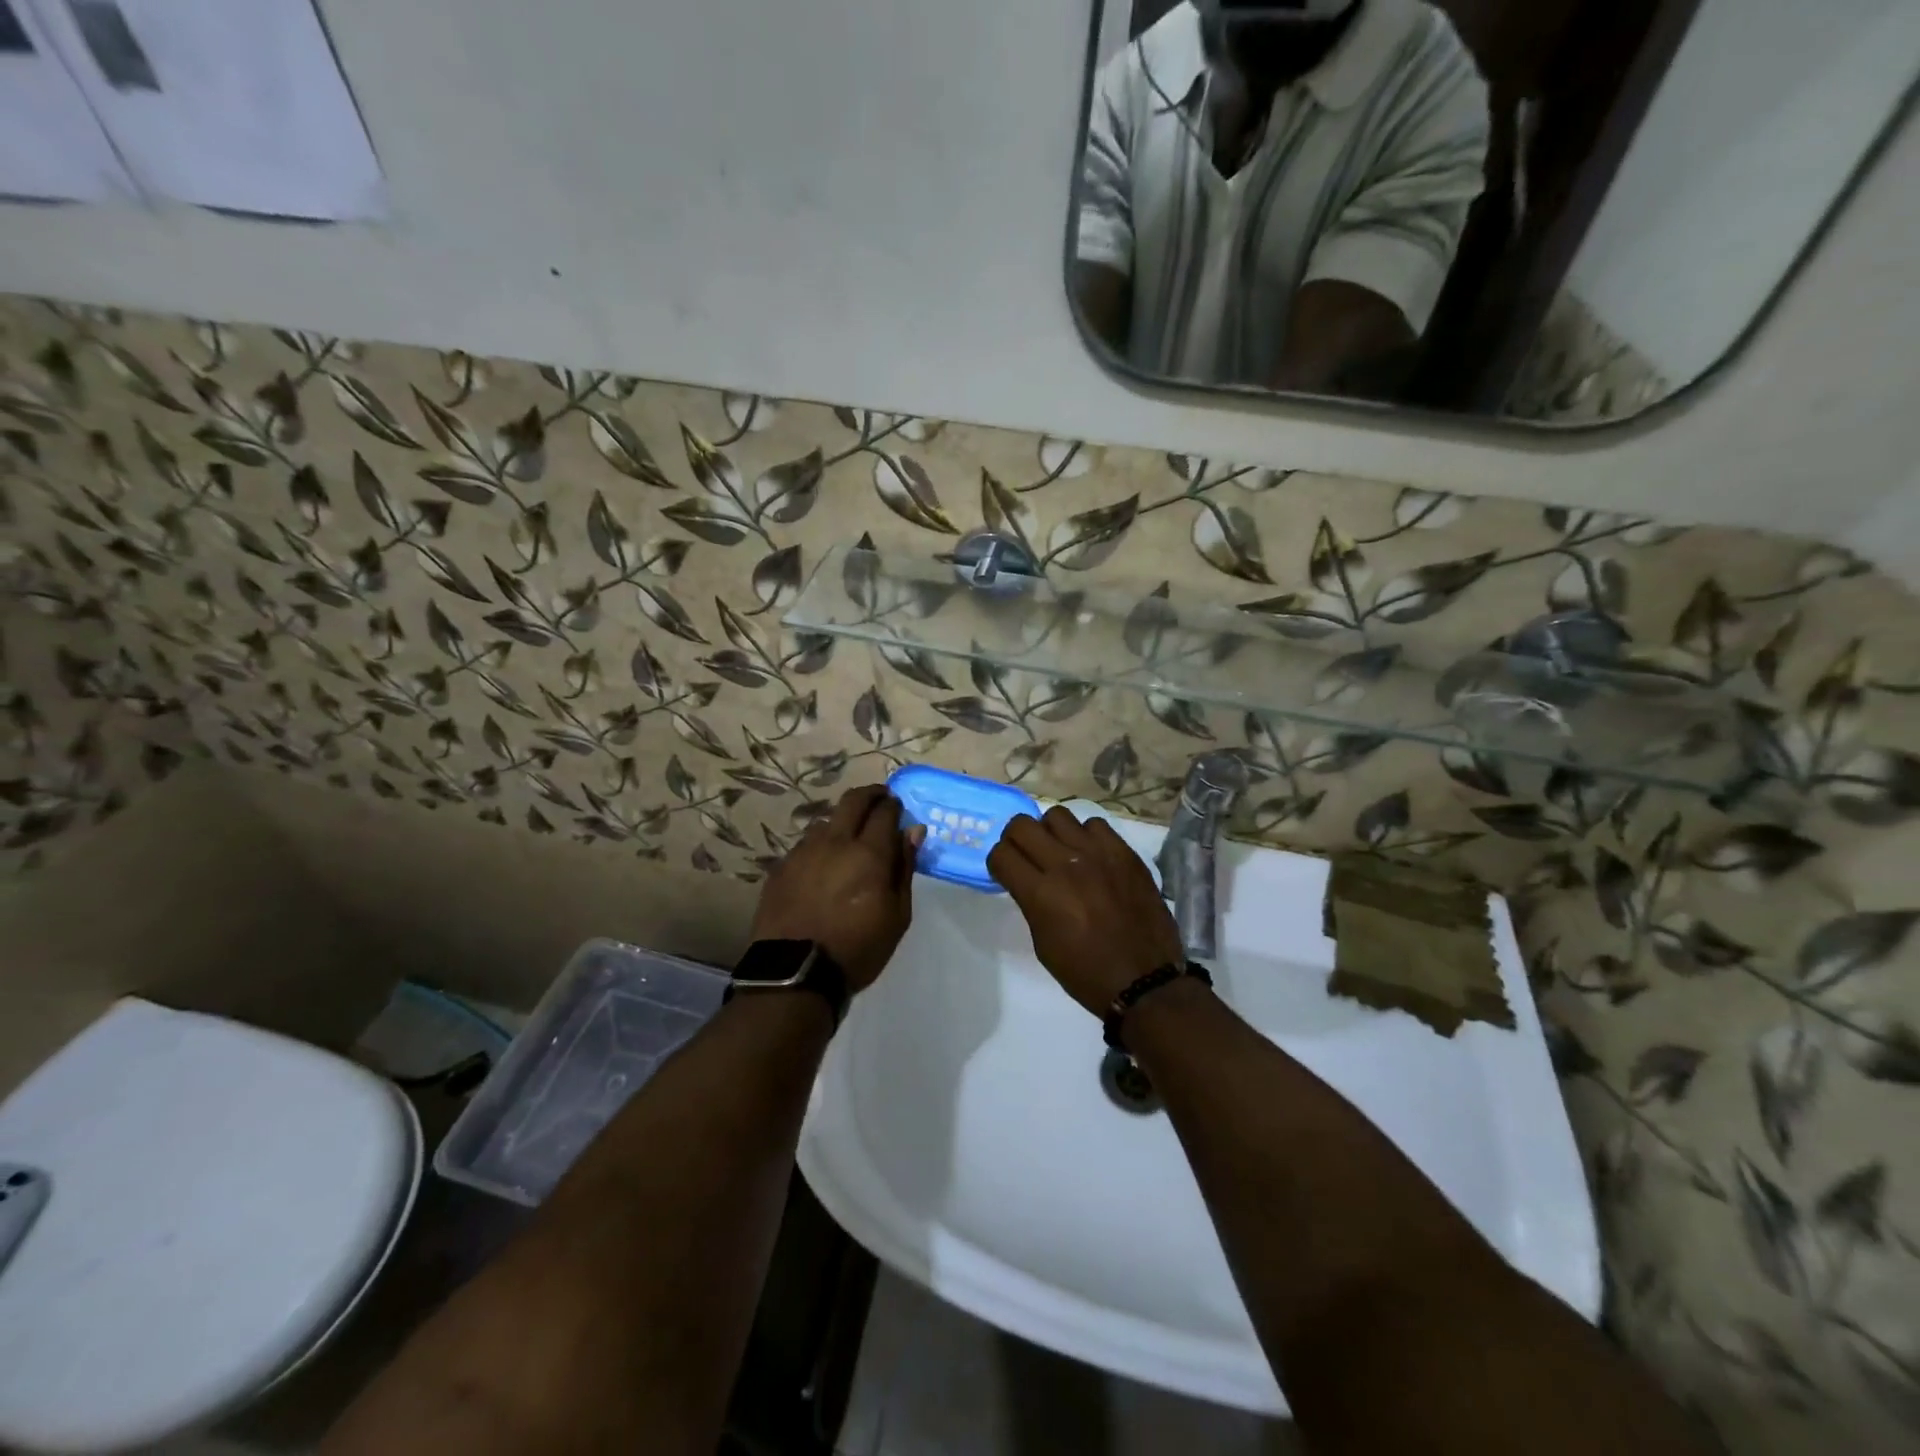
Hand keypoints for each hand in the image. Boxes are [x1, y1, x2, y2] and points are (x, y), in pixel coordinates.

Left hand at [750, 785, 922, 991]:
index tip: (898, 807)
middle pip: (852, 801)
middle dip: (870, 795)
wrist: (795, 973)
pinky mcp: (781, 867)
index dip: (894, 805)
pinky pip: (805, 844)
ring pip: (826, 821)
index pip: (885, 812)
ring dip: (842, 821)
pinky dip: (820, 845)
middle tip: (879, 800)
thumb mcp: (897, 915)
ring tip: (848, 836)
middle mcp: (835, 842)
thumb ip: (904, 868)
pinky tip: (822, 862)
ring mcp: (803, 852)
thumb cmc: (858, 948)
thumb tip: (913, 831)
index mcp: (869, 854)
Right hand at [986, 807, 1183, 1016]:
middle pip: (1022, 825)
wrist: (1145, 980)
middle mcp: (1065, 865)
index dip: (998, 862)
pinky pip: (1094, 824)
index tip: (1007, 872)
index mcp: (1041, 894)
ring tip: (1060, 852)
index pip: (1000, 854)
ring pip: (1057, 816)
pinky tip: (1091, 856)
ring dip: (1051, 833)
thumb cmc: (1086, 972)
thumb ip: (1031, 903)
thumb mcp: (1043, 944)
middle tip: (1026, 855)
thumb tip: (1028, 880)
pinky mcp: (1124, 852)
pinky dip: (1086, 836)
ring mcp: (1097, 854)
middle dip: (1016, 839)